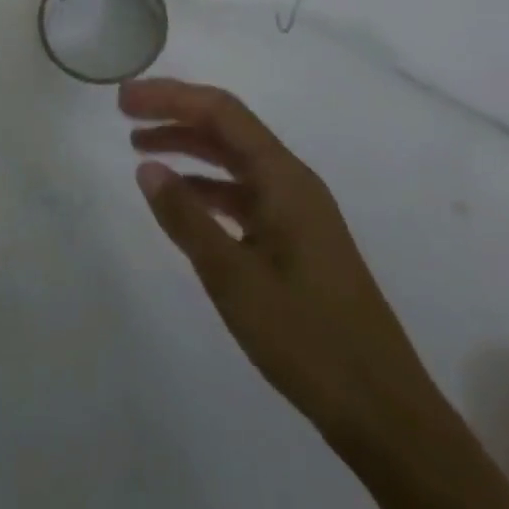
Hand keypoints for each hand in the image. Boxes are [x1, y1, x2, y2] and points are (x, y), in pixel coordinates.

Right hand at [122, 77, 436, 449]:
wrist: (383, 411)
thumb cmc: (308, 338)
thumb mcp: (234, 278)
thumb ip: (187, 219)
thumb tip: (147, 168)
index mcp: (284, 179)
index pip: (221, 112)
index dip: (171, 97)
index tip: (126, 98)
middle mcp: (292, 182)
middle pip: (227, 128)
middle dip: (175, 115)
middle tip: (125, 113)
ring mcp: (296, 212)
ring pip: (233, 161)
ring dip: (188, 148)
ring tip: (140, 150)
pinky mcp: (295, 240)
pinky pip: (242, 194)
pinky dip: (206, 187)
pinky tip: (181, 200)